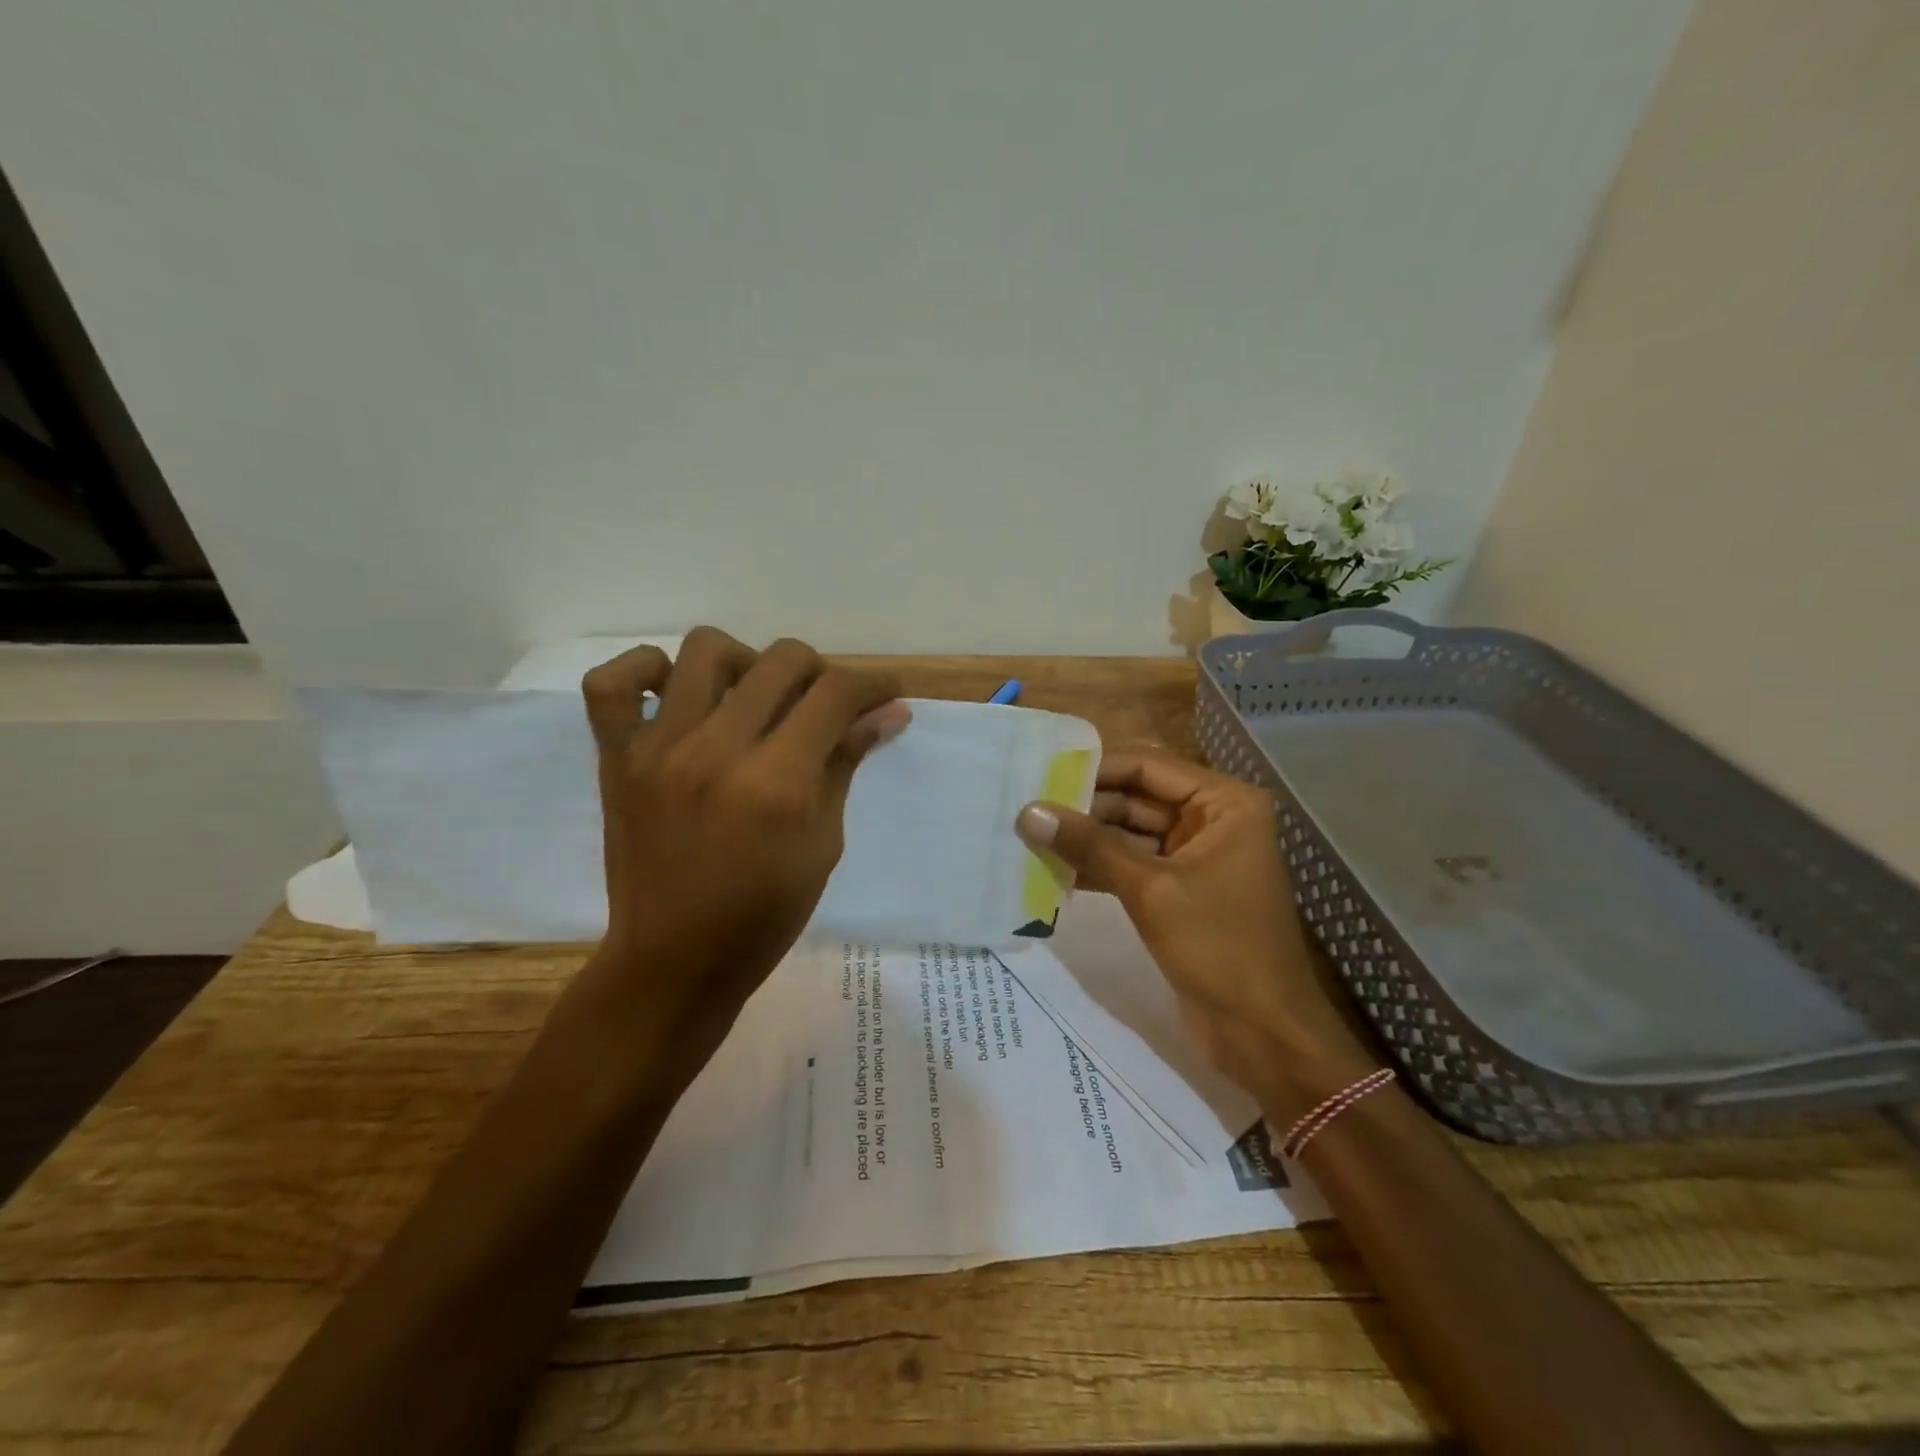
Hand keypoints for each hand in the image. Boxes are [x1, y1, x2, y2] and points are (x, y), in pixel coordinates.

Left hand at [582, 627, 907, 1039]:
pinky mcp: (616, 758)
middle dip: (821, 671)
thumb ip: (846, 763)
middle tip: (824, 705)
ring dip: (747, 662)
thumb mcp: (824, 842)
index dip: (874, 683)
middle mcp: (717, 751)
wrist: (675, 962)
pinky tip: (676, 694)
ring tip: (754, 699)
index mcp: (777, 783)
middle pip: (782, 660)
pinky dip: (646, 671)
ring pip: (706, 649)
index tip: (886, 692)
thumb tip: (888, 711)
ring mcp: (658, 749)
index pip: (836, 694)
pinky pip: (612, 682)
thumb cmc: (764, 915)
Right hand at [1016, 751, 1377, 1119]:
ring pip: (1129, 832)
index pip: (1148, 766)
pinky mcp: (1178, 890)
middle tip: (1026, 806)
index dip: (1094, 767)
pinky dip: (1097, 866)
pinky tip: (1052, 868)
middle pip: (1137, 796)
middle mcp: (1212, 819)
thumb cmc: (1219, 947)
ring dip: (1085, 837)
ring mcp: (1194, 856)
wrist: (1264, 1034)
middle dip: (1085, 805)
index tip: (1040, 771)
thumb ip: (1089, 845)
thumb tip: (1028, 812)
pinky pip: (1131, 864)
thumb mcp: (1150, 889)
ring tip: (1028, 834)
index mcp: (1224, 803)